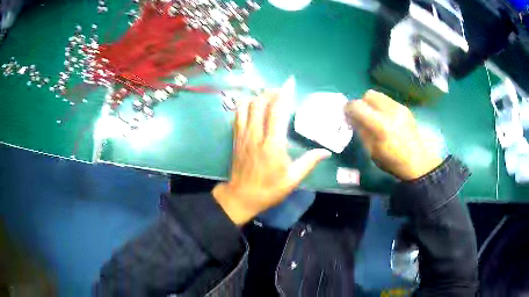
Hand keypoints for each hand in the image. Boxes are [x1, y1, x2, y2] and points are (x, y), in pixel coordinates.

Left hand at [213, 88, 330, 224]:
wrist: (241, 197)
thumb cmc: (269, 189)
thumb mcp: (292, 179)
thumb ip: (309, 162)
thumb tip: (326, 151)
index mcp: (273, 144)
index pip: (277, 111)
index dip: (284, 94)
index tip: (290, 82)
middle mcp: (256, 135)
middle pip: (260, 103)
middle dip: (272, 92)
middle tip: (282, 91)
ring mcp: (243, 135)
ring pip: (247, 106)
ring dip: (258, 97)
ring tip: (268, 97)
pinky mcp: (236, 138)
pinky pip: (237, 115)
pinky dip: (245, 105)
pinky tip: (253, 106)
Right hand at [344, 90, 441, 180]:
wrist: (417, 162)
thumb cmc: (392, 161)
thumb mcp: (371, 151)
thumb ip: (361, 131)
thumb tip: (352, 118)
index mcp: (380, 125)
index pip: (358, 106)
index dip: (349, 108)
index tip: (347, 114)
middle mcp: (390, 111)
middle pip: (369, 95)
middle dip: (362, 103)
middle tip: (362, 115)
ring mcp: (399, 108)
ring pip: (379, 95)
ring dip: (373, 104)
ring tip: (375, 116)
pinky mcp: (405, 109)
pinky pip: (388, 101)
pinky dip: (382, 107)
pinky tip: (387, 119)